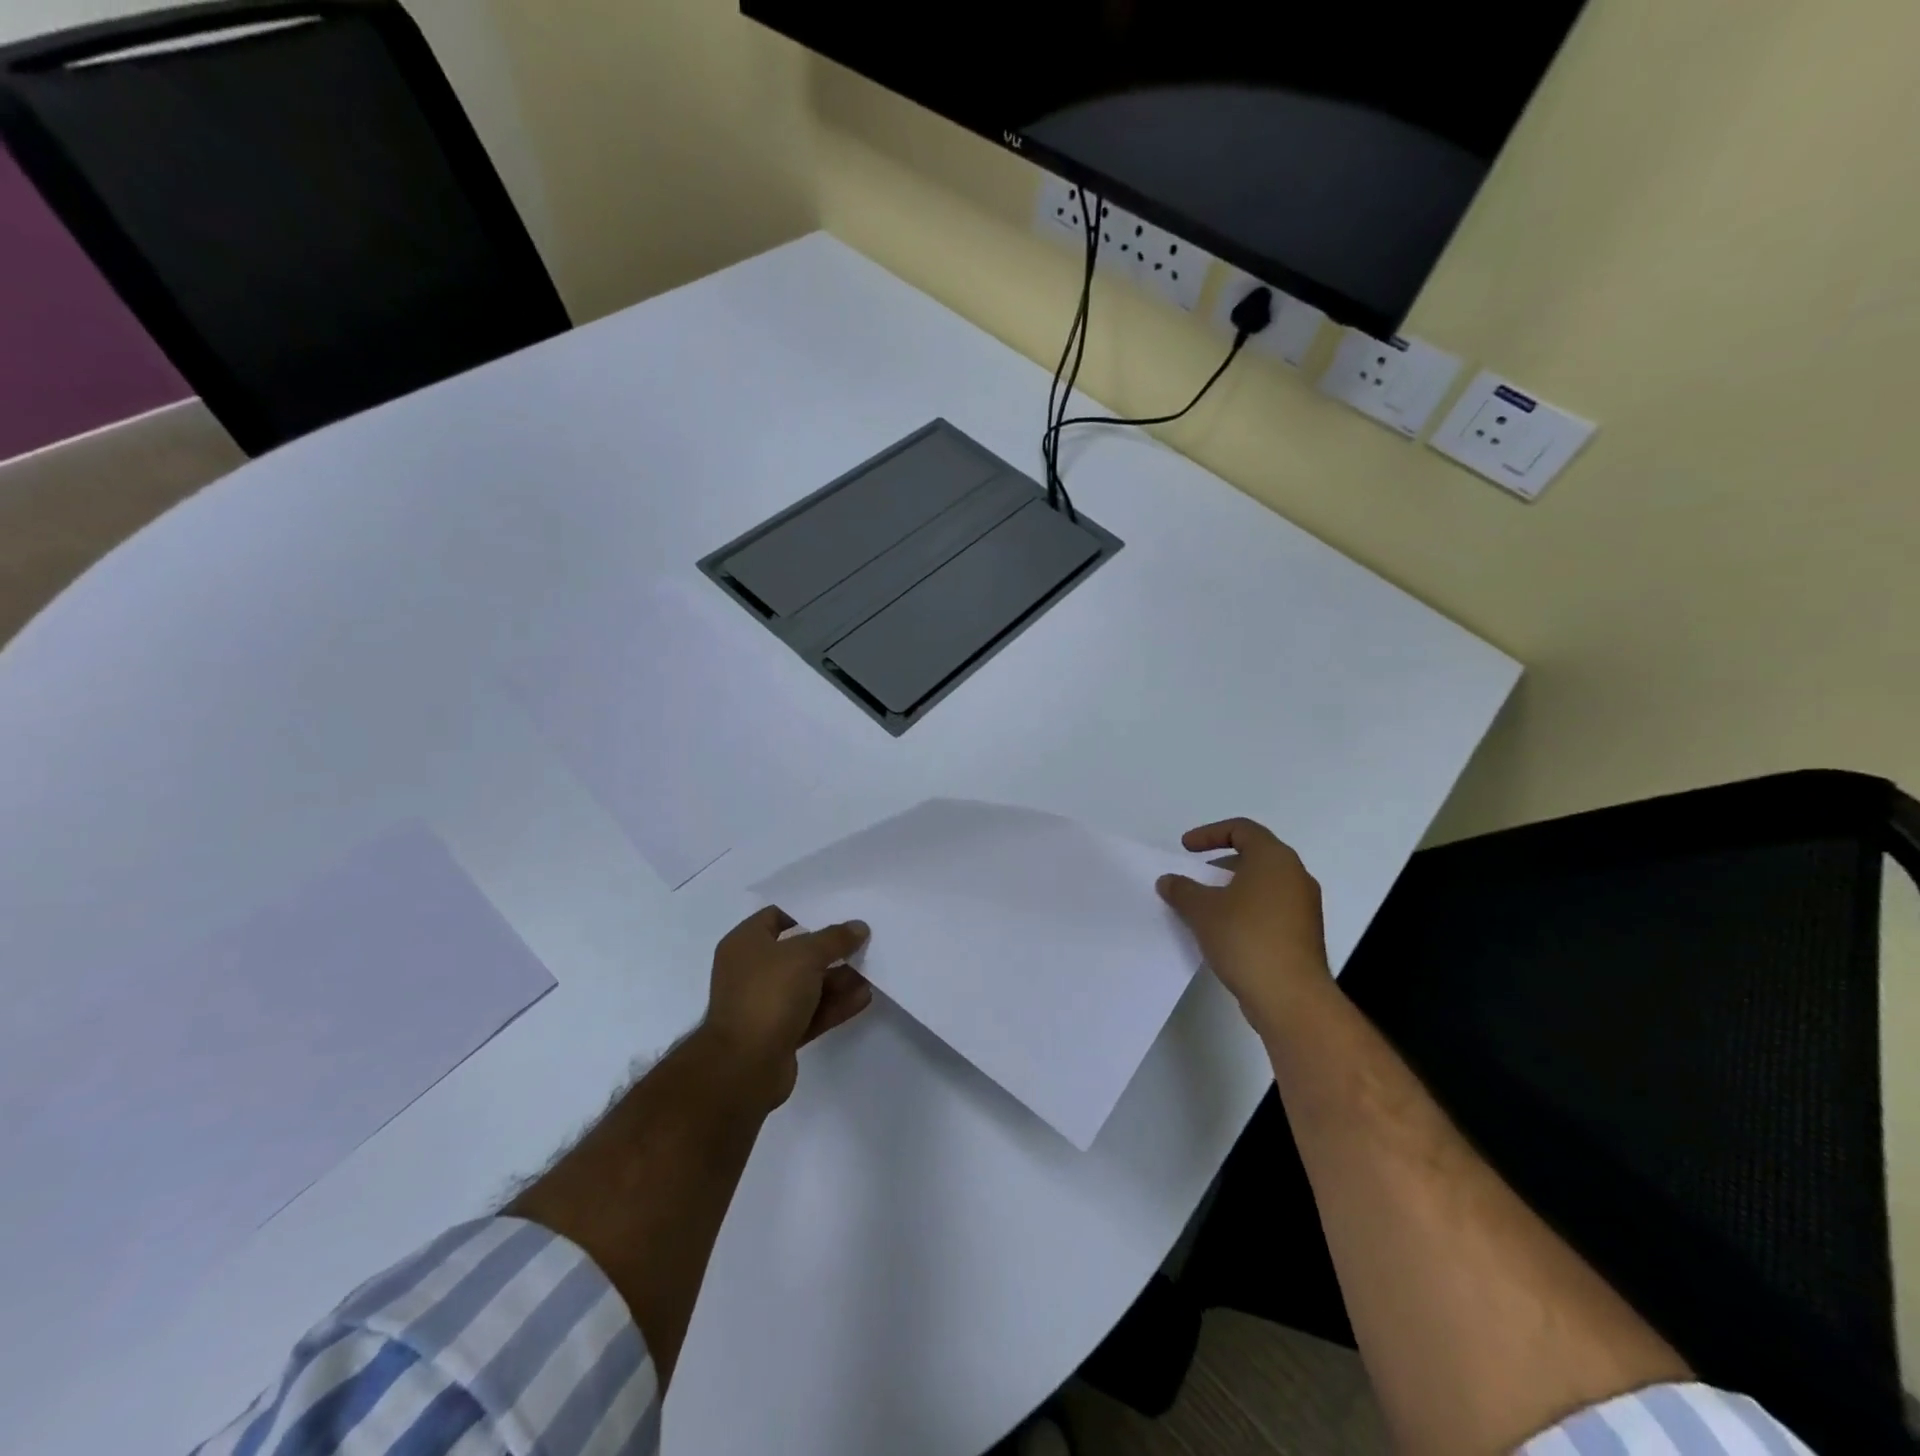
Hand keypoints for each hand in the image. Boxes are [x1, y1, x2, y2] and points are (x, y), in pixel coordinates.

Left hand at [702, 906, 873, 1107]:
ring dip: (838, 978)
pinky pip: (812, 1012)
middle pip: (797, 952)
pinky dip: (835, 1004)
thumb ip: (835, 939)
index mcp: (745, 944)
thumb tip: (858, 927)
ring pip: (808, 985)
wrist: (744, 1067)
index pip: (776, 916)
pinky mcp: (779, 1033)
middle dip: (831, 949)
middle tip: (864, 940)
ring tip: (872, 969)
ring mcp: (765, 1004)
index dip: (806, 911)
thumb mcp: (805, 956)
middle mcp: (752, 971)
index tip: (839, 910)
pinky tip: (864, 997)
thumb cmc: (768, 995)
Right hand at [1157, 818, 1330, 1036]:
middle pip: (1255, 855)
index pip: (1242, 829)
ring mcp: (1304, 907)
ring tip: (1205, 907)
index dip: (1209, 834)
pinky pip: (1270, 909)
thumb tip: (1169, 880)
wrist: (1291, 997)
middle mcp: (1295, 876)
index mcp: (1274, 859)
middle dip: (1220, 863)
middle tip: (1195, 878)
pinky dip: (1246, 910)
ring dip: (1232, 889)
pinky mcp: (1304, 934)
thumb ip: (1182, 889)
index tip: (1185, 850)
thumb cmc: (1246, 938)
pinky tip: (1224, 932)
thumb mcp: (1202, 910)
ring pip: (1263, 884)